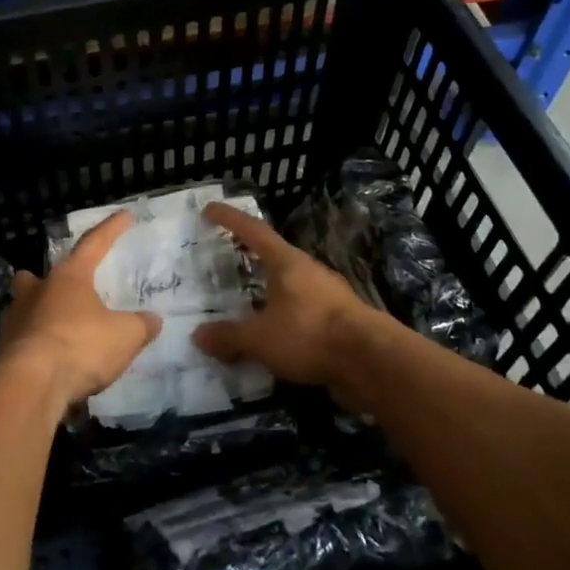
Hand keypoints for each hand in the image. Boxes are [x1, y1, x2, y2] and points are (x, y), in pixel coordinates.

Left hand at [0, 211, 161, 407]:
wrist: (31, 384)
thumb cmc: (81, 346)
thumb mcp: (126, 336)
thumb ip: (141, 325)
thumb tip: (153, 320)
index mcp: (69, 278)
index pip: (94, 244)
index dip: (111, 229)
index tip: (125, 215)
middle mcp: (37, 292)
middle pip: (33, 276)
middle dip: (41, 278)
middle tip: (55, 287)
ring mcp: (15, 322)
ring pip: (21, 307)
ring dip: (34, 313)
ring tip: (52, 327)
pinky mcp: (4, 352)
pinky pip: (19, 341)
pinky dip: (32, 345)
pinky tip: (47, 360)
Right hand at [193, 202, 379, 393]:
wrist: (370, 360)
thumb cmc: (310, 334)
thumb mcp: (260, 338)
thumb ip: (229, 336)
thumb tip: (198, 335)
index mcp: (287, 263)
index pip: (253, 231)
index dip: (229, 219)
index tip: (210, 209)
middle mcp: (308, 271)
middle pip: (274, 257)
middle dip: (250, 258)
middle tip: (225, 262)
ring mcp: (328, 295)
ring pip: (290, 287)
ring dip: (268, 293)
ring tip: (246, 306)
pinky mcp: (340, 320)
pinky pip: (302, 314)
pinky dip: (283, 320)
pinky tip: (274, 338)